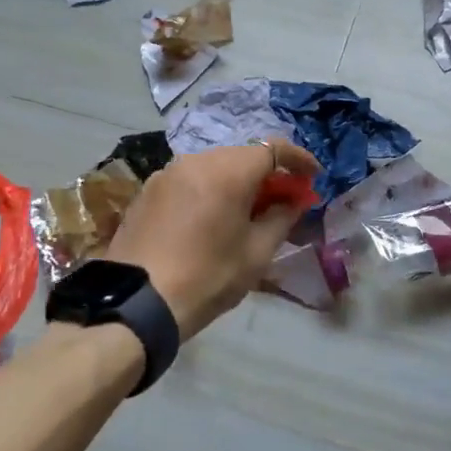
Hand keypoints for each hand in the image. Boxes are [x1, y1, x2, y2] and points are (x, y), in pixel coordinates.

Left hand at [106, 142, 320, 339]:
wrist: (137, 302)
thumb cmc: (207, 277)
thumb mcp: (256, 253)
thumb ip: (281, 218)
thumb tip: (294, 200)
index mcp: (228, 171)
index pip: (273, 148)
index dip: (298, 159)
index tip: (313, 176)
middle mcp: (197, 160)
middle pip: (243, 155)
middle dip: (268, 172)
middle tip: (284, 198)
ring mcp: (168, 173)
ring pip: (215, 166)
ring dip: (238, 180)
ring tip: (249, 209)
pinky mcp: (149, 190)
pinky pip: (191, 179)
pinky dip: (211, 189)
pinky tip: (214, 216)